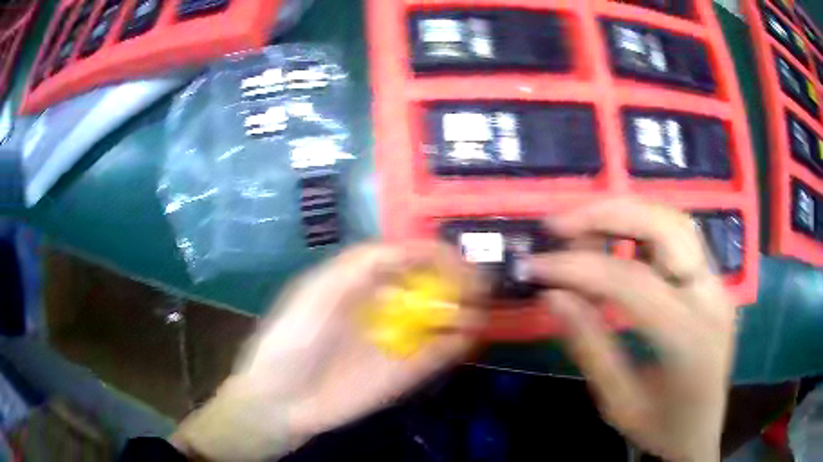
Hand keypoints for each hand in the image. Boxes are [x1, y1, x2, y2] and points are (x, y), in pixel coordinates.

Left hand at [173, 243, 484, 460]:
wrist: (283, 398)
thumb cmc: (293, 338)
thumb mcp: (318, 291)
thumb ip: (362, 266)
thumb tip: (412, 249)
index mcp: (361, 281)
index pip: (407, 257)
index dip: (433, 254)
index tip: (457, 260)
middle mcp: (384, 306)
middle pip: (430, 285)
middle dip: (457, 281)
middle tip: (478, 285)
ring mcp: (397, 339)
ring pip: (439, 318)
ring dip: (463, 311)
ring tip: (477, 310)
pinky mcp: (405, 371)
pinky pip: (439, 353)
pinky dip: (457, 343)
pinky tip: (468, 337)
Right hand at [530, 198, 735, 461]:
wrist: (702, 432)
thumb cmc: (662, 428)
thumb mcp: (618, 402)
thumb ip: (589, 347)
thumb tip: (553, 296)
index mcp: (690, 339)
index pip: (632, 282)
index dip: (579, 267)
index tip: (536, 266)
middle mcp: (712, 298)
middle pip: (665, 228)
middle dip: (608, 215)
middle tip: (559, 225)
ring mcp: (717, 284)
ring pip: (675, 221)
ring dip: (626, 213)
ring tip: (582, 225)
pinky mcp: (714, 282)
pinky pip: (680, 238)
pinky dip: (643, 228)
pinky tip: (616, 240)